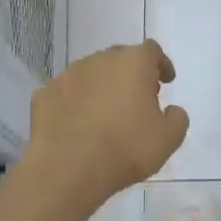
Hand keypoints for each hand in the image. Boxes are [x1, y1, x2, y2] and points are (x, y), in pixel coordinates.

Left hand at [25, 40, 188, 208]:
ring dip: (101, 86)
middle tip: (138, 97)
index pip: (151, 50)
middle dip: (131, 74)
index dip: (161, 64)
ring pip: (90, 73)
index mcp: (133, 63)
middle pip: (119, 58)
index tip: (166, 81)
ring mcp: (67, 76)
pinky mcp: (44, 95)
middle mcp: (99, 60)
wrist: (68, 169)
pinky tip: (78, 123)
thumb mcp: (168, 139)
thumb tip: (172, 110)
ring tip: (106, 112)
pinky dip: (75, 102)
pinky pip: (66, 93)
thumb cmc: (126, 149)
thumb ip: (177, 118)